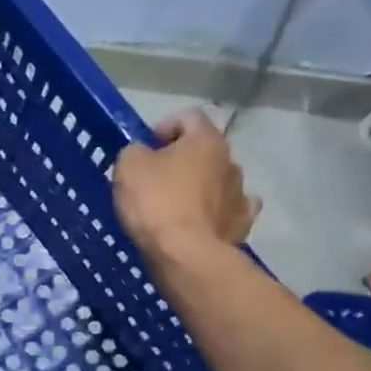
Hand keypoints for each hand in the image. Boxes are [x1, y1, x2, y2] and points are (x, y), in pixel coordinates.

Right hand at [111, 109, 259, 268]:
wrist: (184, 254)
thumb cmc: (155, 201)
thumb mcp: (128, 166)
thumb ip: (136, 151)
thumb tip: (144, 155)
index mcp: (206, 140)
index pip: (189, 117)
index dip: (164, 126)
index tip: (146, 147)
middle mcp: (230, 161)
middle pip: (204, 150)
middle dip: (181, 159)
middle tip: (154, 177)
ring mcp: (241, 194)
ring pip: (217, 180)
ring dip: (199, 185)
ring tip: (173, 205)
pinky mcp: (241, 225)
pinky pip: (227, 210)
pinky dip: (214, 212)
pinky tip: (199, 221)